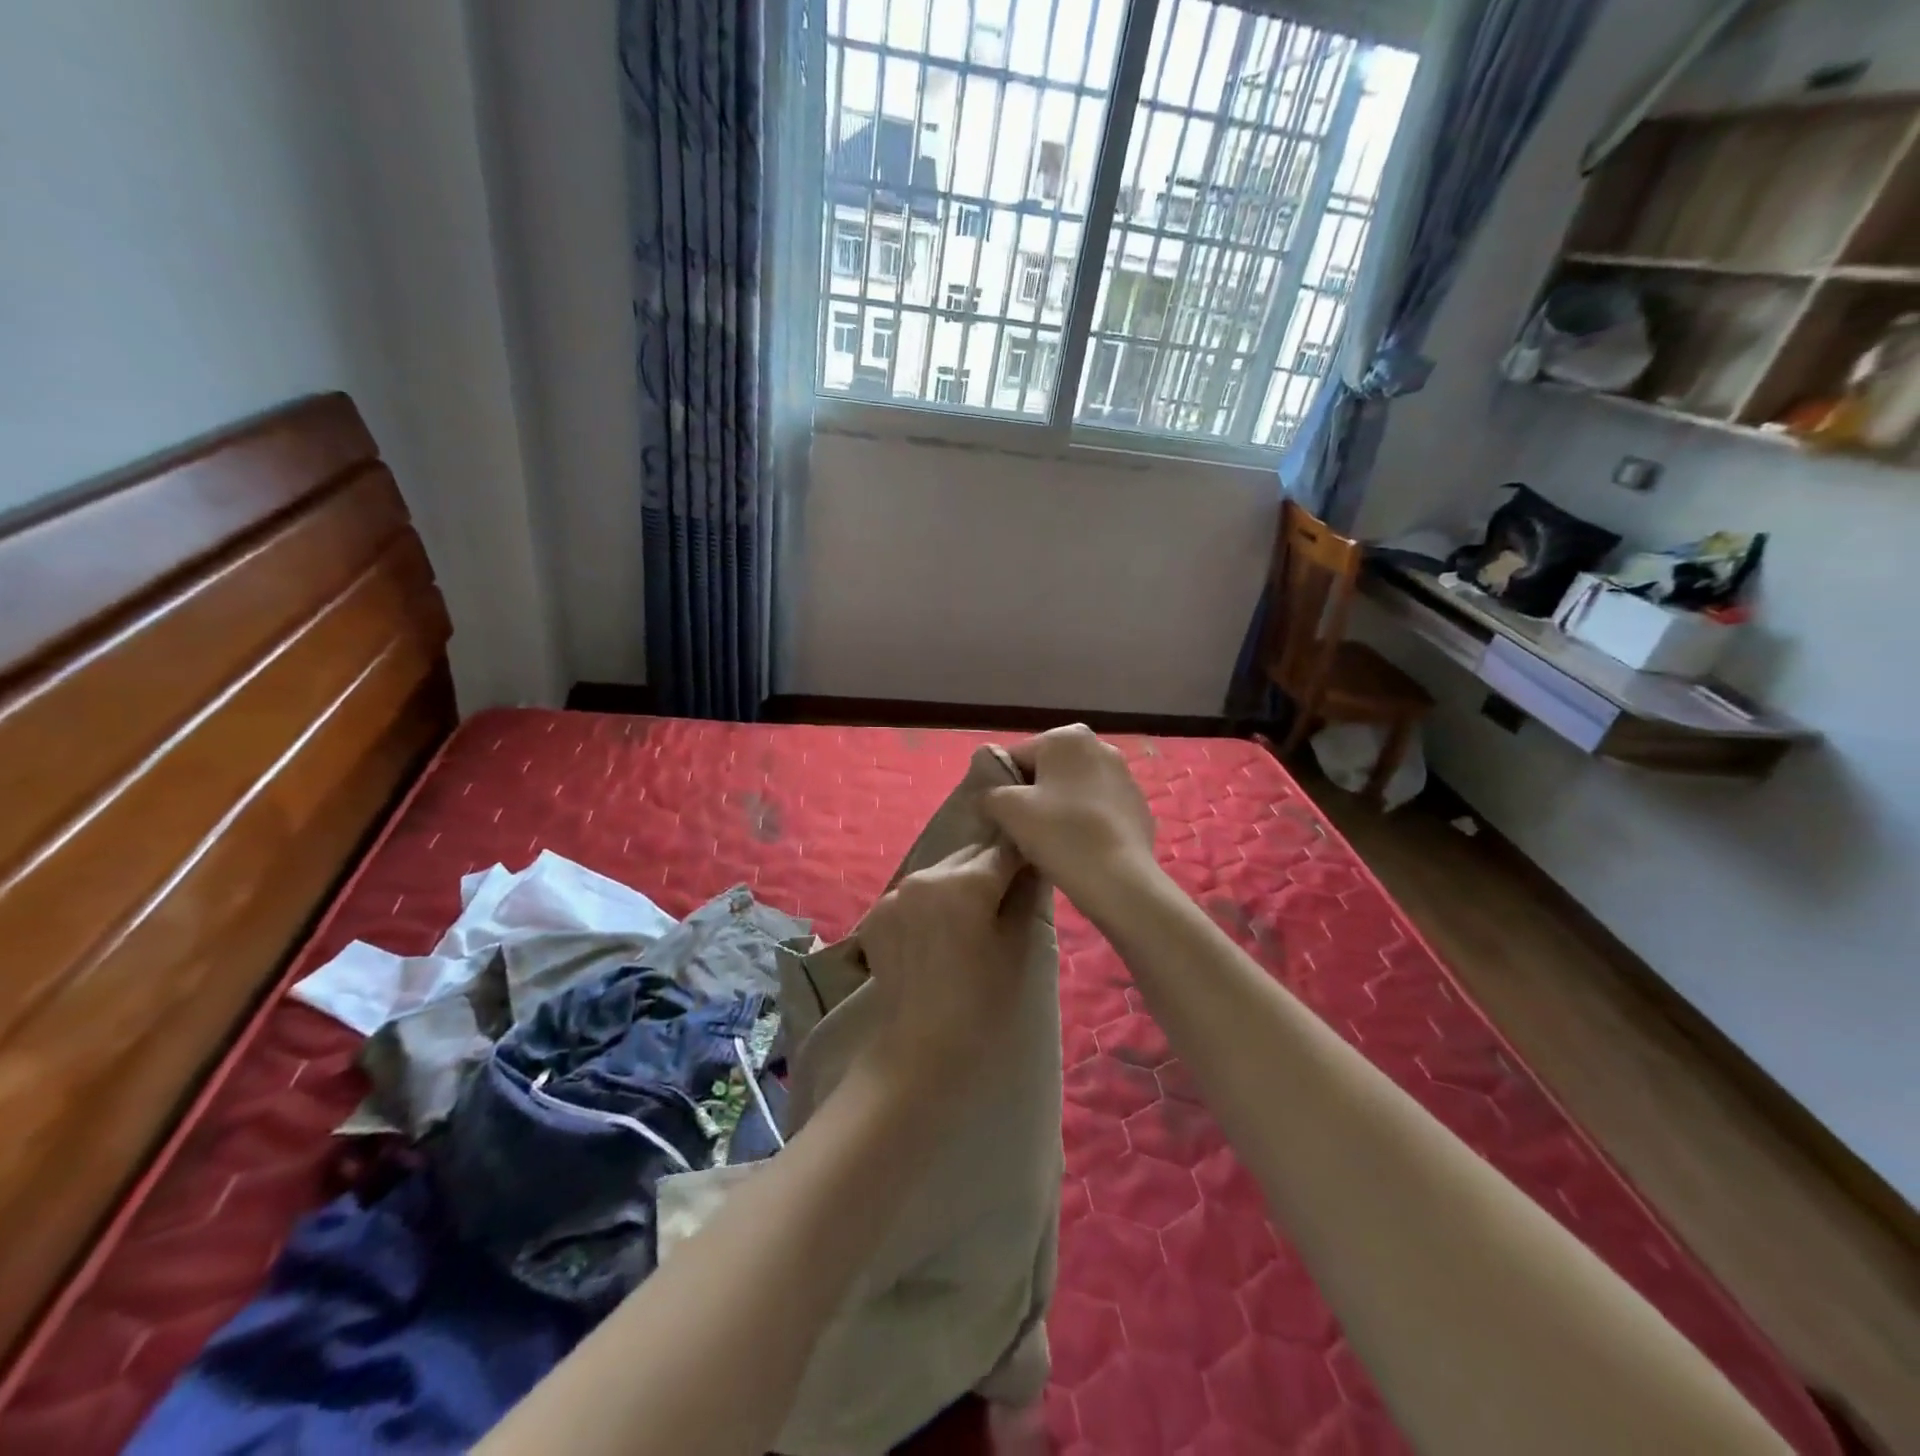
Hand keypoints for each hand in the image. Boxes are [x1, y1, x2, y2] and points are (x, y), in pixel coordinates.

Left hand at [855, 842, 1037, 1091]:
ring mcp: (896, 892)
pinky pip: (911, 895)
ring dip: (956, 885)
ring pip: (939, 873)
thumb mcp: (1016, 946)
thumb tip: (1033, 866)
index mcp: (967, 880)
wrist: (922, 1046)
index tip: (1031, 871)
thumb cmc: (981, 998)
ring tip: (965, 920)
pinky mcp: (876, 912)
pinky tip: (933, 935)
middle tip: (1001, 899)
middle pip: (969, 856)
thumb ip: (1025, 896)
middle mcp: (927, 875)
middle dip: (987, 870)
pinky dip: (927, 904)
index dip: (1022, 858)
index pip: (1005, 850)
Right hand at [982, 725, 1160, 926]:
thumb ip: (989, 792)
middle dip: (1033, 795)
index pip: (1017, 756)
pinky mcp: (1138, 807)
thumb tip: (988, 795)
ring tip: (1050, 842)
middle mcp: (1101, 746)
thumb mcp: (1008, 810)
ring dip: (1059, 808)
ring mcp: (1125, 777)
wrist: (1120, 880)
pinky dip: (1084, 822)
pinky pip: (1098, 810)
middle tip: (1022, 830)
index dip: (1001, 786)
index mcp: (1067, 737)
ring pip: (1074, 790)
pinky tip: (1078, 848)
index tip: (999, 815)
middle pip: (1048, 771)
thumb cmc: (1060, 834)